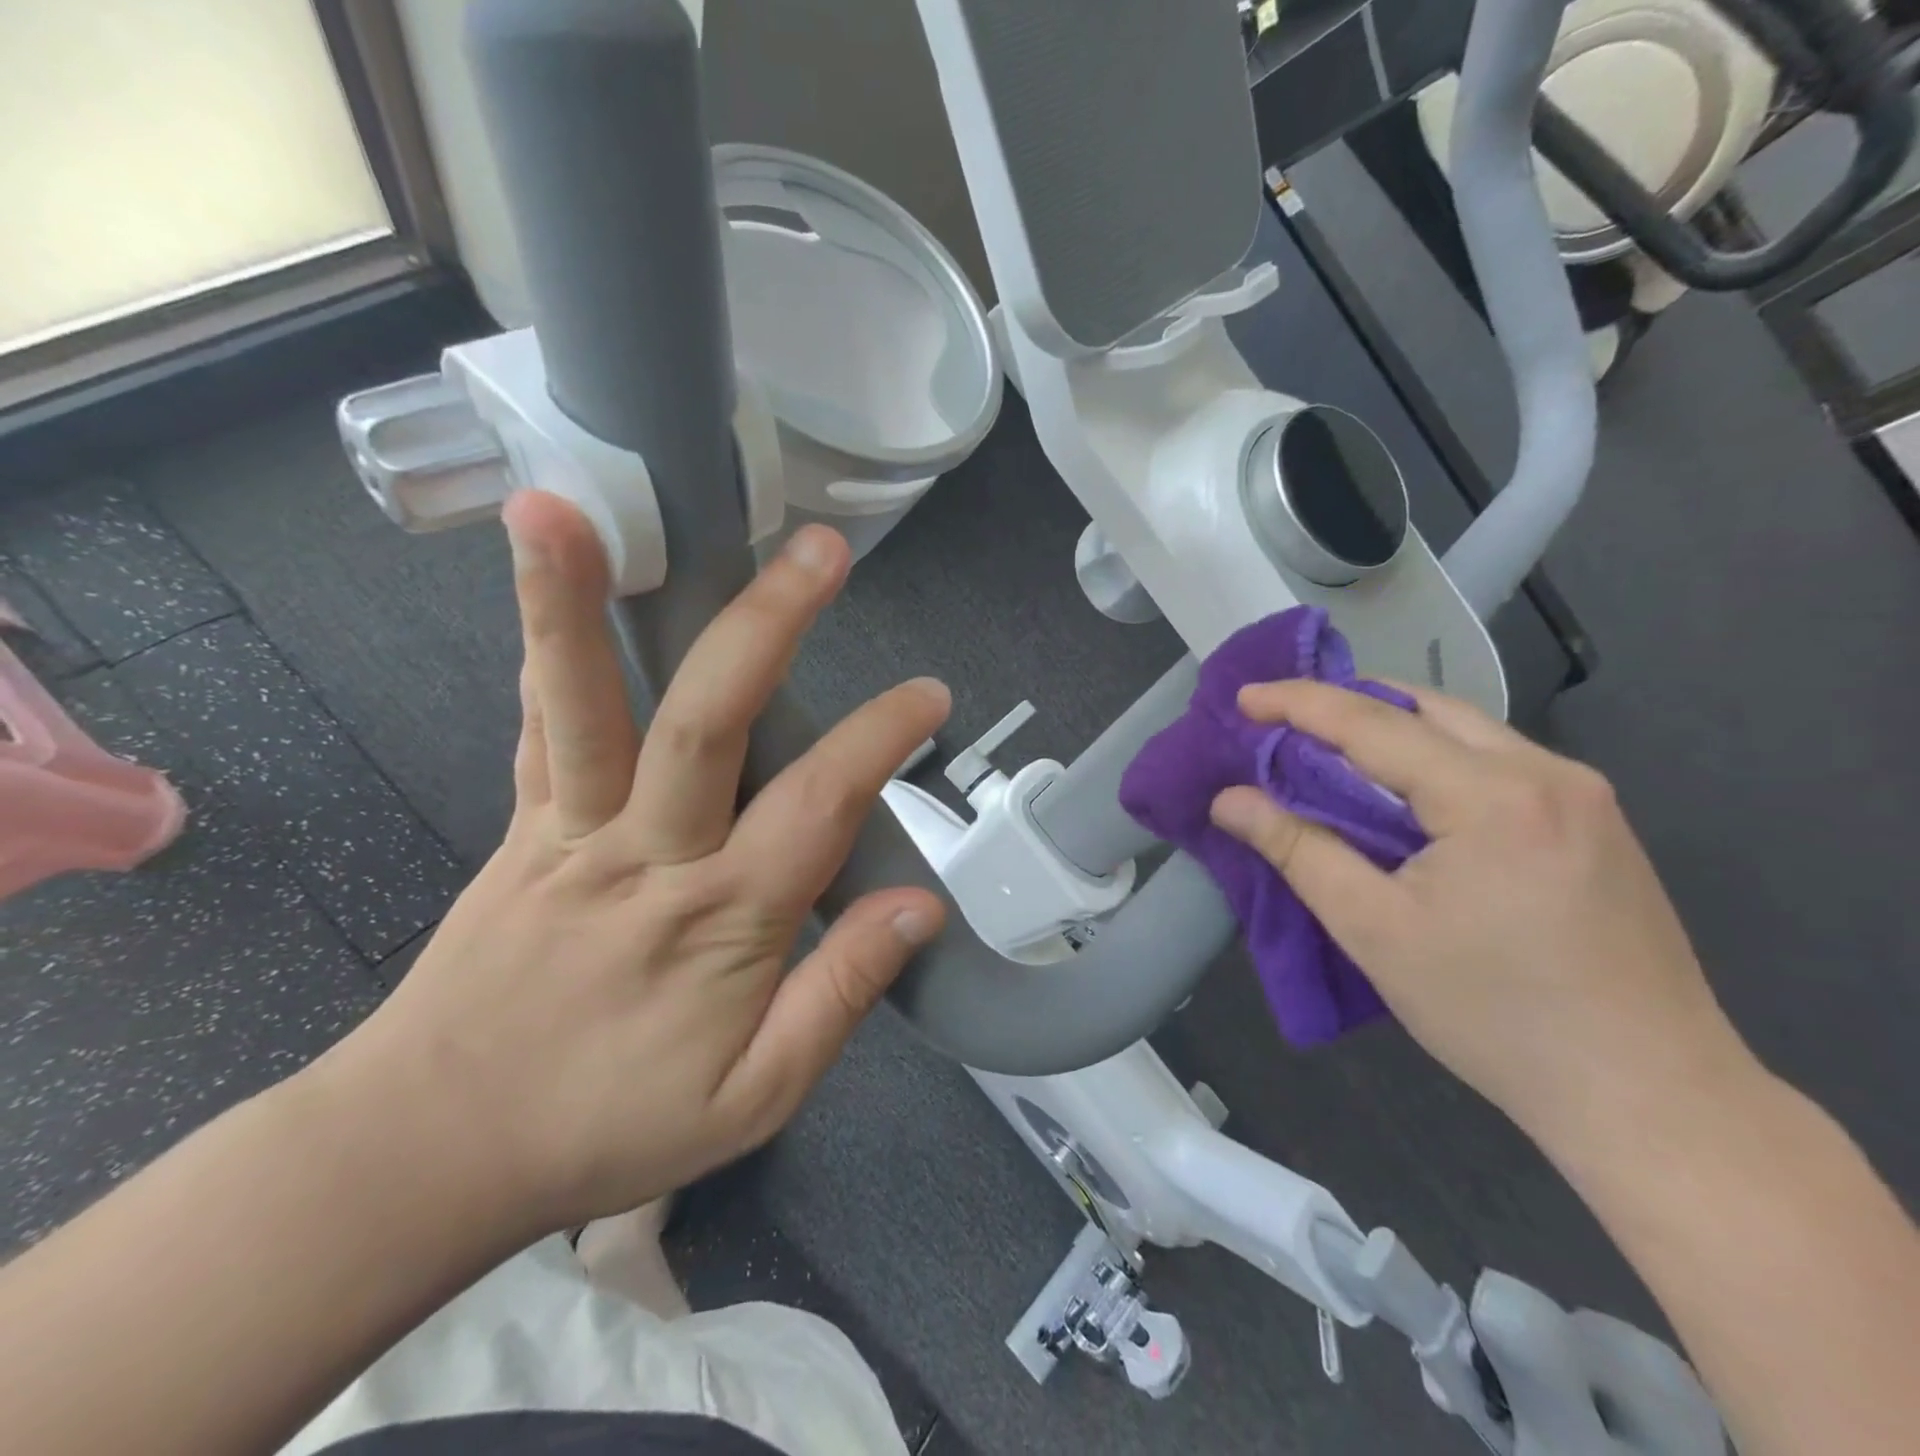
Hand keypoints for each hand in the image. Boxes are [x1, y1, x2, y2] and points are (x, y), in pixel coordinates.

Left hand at [324, 493, 949, 1233]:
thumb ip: (843, 992)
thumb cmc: (610, 1126)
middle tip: (819, 551)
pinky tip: (548, 577)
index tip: (930, 694)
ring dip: (573, 604)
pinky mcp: (520, 828)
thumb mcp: (758, 1097)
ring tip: (565, 506)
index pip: (821, 804)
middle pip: (707, 722)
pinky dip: (547, 653)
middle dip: (768, 627)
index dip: (882, 739)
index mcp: (722, 920)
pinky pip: (539, 730)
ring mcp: (571, 832)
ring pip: (584, 706)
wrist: (432, 1149)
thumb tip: (919, 904)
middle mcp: (648, 855)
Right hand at [1209, 680, 1754, 1153]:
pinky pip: (1496, 761)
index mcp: (1492, 796)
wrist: (1652, 1098)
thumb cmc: (1496, 1015)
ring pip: (1465, 730)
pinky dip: (1433, 759)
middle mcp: (1547, 773)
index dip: (1298, 704)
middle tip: (1283, 723)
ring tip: (1330, 753)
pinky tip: (1405, 797)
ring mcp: (1583, 796)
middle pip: (1425, 708)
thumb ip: (1298, 850)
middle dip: (1347, 703)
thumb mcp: (1374, 930)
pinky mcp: (1596, 823)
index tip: (1243, 697)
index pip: (1372, 723)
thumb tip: (1229, 799)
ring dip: (1391, 730)